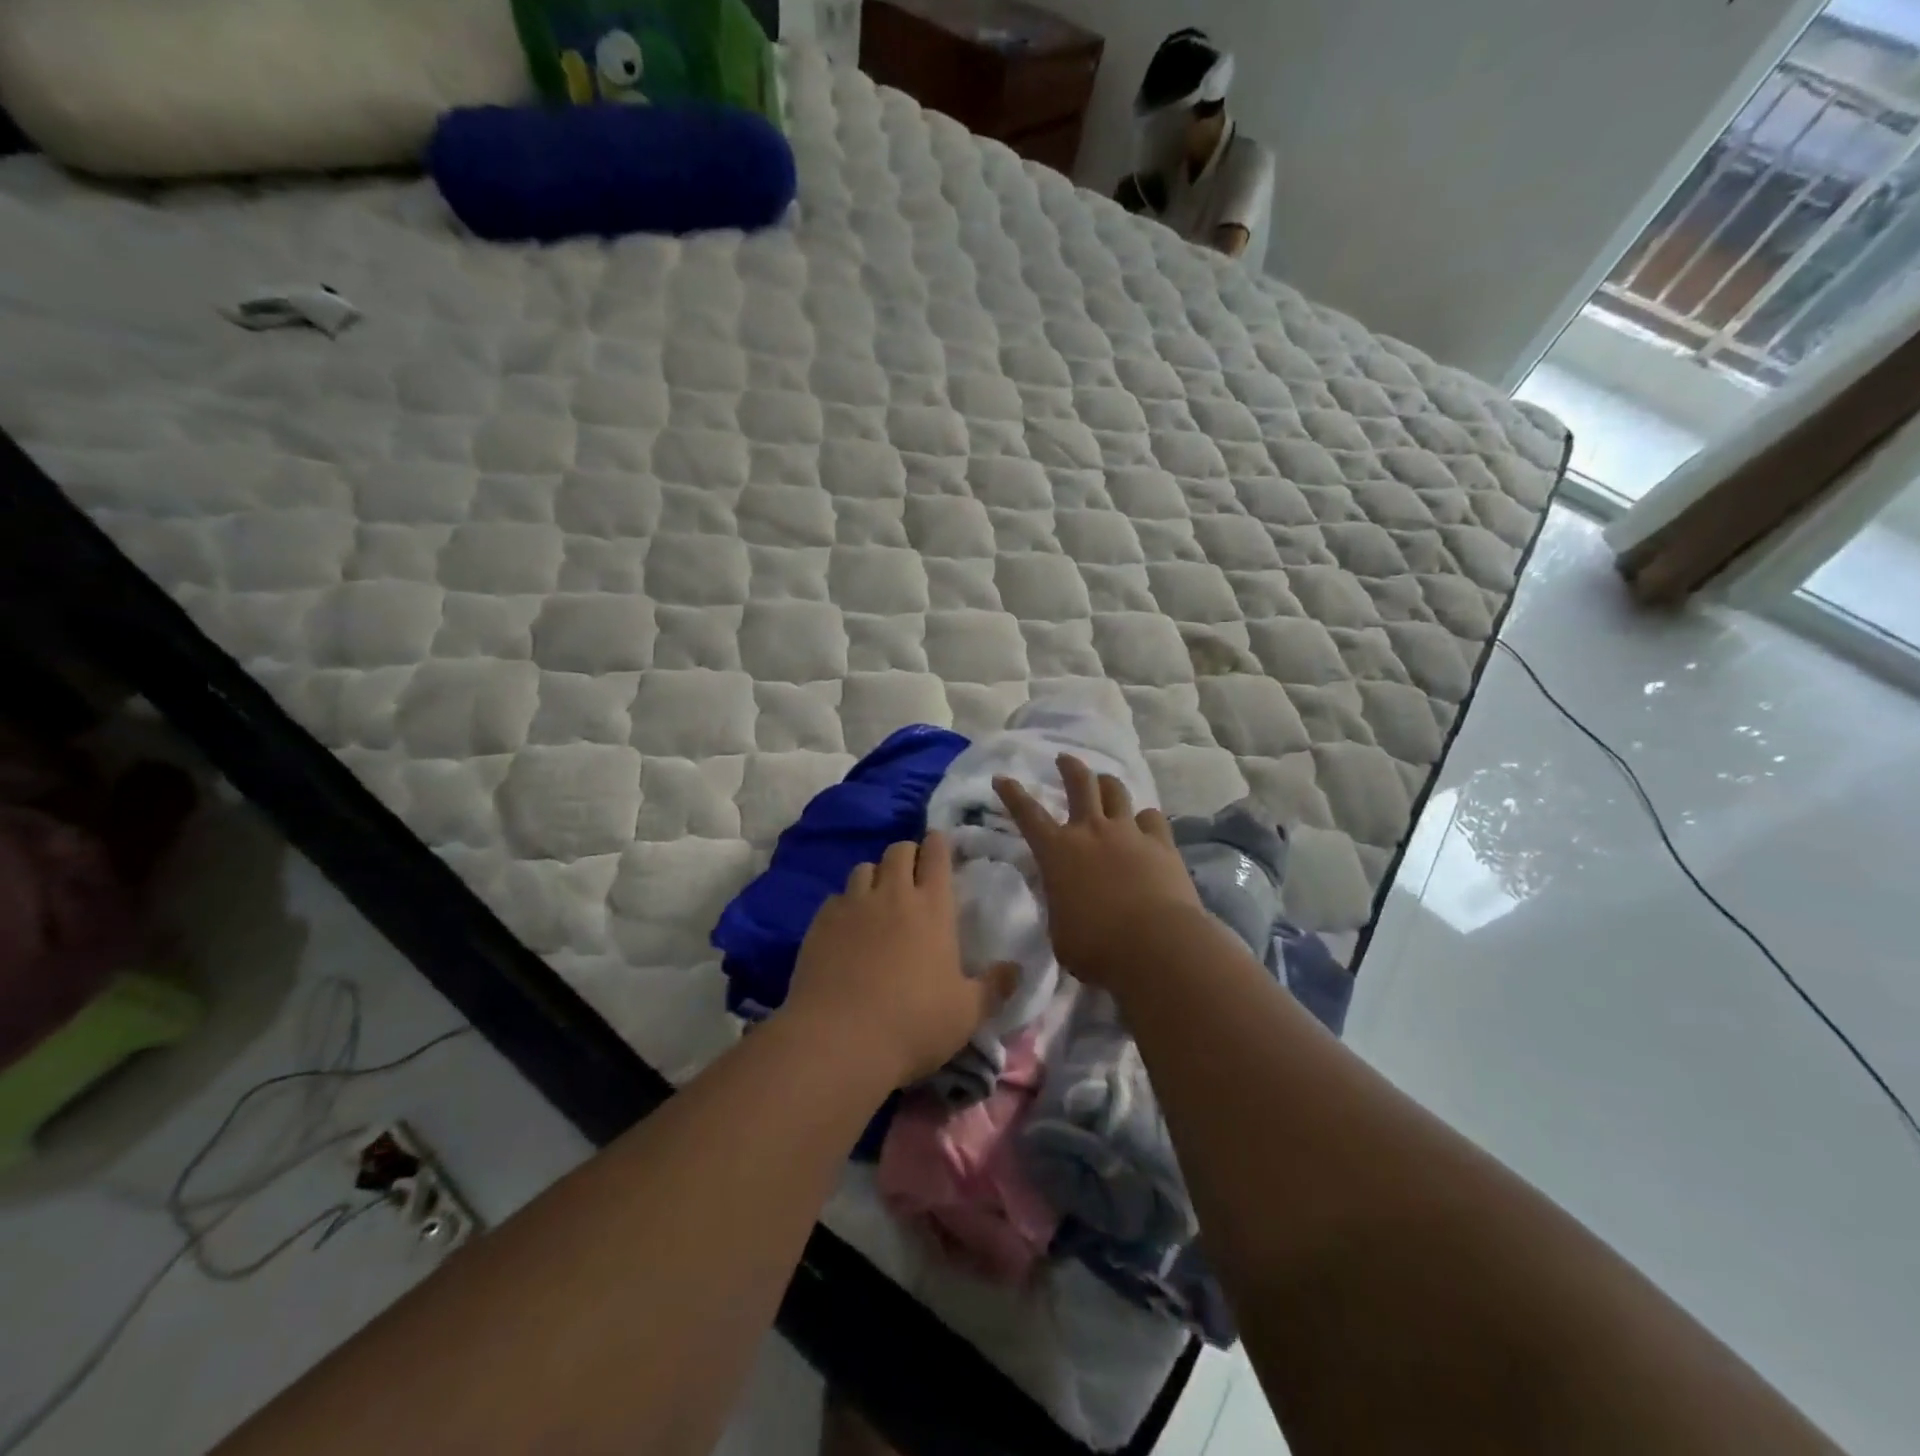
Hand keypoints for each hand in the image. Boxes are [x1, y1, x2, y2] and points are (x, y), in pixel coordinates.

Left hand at [783, 833, 1016, 1089]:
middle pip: (898, 851)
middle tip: (912, 873)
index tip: (939, 844)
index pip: (936, 855)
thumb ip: (994, 987)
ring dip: (875, 875)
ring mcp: (853, 905)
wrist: (839, 1040)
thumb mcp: (967, 1013)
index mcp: (933, 908)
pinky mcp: (820, 923)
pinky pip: (836, 897)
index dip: (938, 844)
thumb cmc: (913, 1024)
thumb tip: (1017, 969)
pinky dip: (846, 903)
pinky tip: (847, 926)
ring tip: (879, 897)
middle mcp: (893, 895)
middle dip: (907, 854)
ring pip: (864, 868)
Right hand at [994, 755, 1204, 987]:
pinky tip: (1145, 824)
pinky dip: (1145, 819)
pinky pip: (1152, 818)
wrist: (1155, 946)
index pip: (1027, 814)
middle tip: (1064, 759)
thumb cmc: (1095, 947)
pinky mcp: (1162, 844)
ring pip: (1116, 792)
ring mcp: (1129, 833)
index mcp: (1057, 852)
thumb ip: (1059, 905)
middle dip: (1069, 767)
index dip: (1012, 794)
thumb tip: (1065, 898)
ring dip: (1107, 784)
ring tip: (1105, 783)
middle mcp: (1091, 831)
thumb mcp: (1059, 930)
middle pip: (1080, 784)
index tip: (1002, 778)